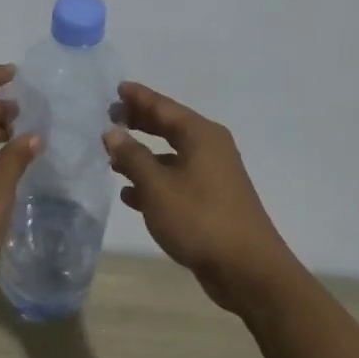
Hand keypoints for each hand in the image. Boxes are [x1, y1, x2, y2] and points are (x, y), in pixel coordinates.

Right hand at [103, 82, 297, 311]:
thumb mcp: (157, 186)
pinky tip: (130, 195)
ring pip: (171, 156)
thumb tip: (113, 131)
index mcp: (201, 136)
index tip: (116, 88)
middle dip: (140, 123)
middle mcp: (210, 149)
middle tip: (110, 116)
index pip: (164, 107)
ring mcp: (213, 176)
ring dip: (143, 156)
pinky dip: (154, 182)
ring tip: (113, 158)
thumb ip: (132, 156)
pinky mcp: (211, 202)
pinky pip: (176, 181)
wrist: (247, 269)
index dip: (139, 98)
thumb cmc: (200, 219)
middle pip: (169, 127)